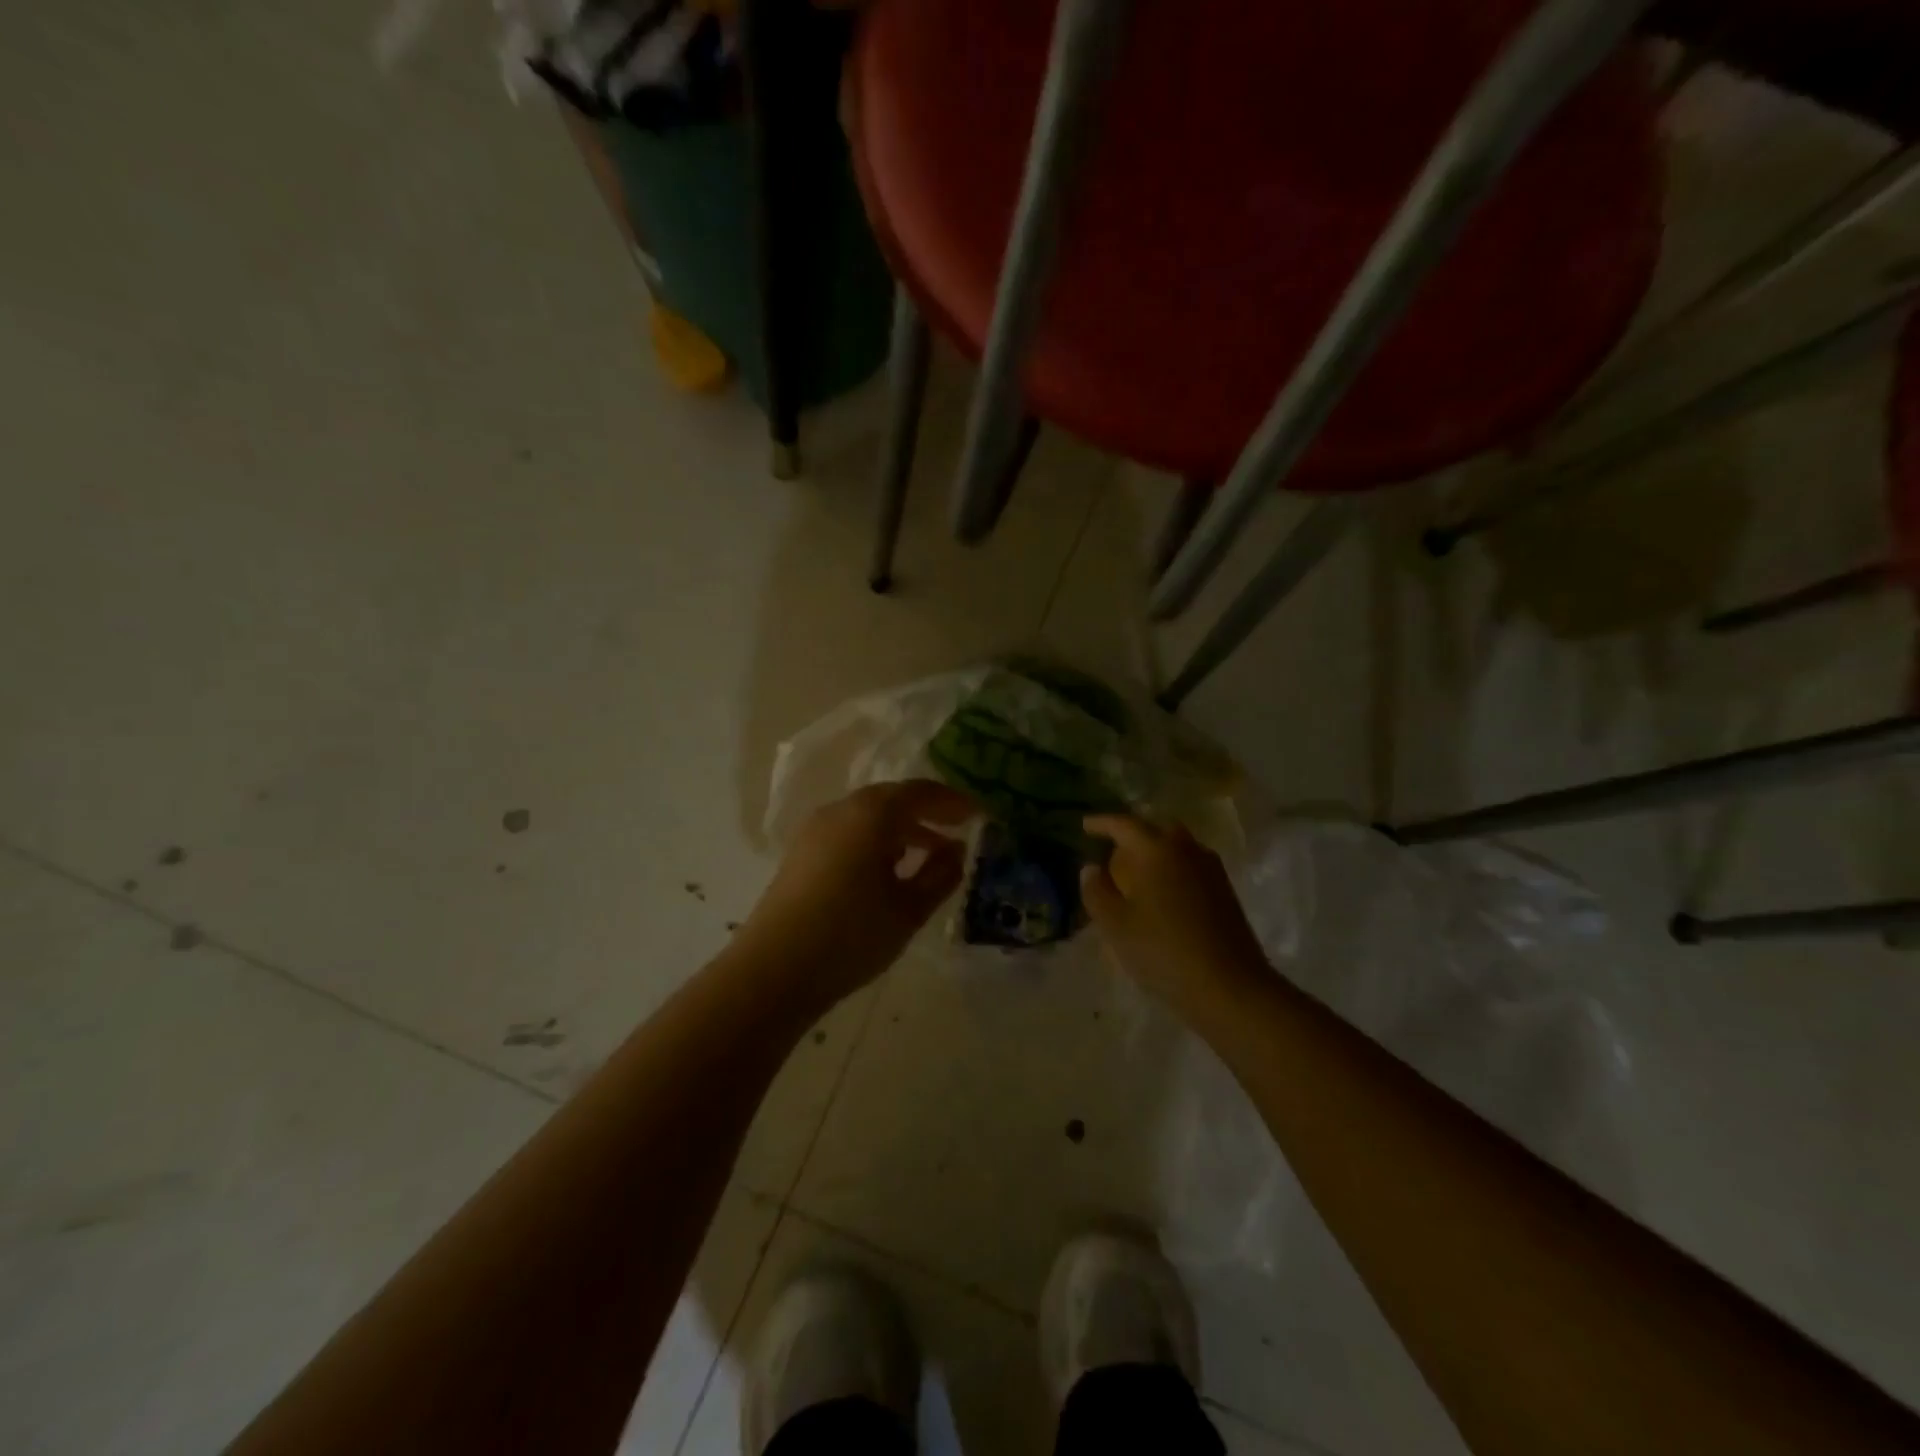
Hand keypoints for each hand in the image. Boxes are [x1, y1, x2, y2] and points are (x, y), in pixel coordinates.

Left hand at [734, 781, 973, 1014]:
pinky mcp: (801, 853)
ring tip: (928, 854)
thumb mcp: (909, 909)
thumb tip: (956, 851)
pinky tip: (887, 870)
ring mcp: (815, 830)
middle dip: (926, 812)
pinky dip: (875, 840)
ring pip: (868, 816)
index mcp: (871, 814)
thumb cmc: (852, 934)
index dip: (952, 801)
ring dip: (901, 828)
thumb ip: (940, 875)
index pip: (920, 792)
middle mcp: (841, 810)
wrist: (774, 969)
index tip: (978, 814)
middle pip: (891, 799)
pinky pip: (848, 832)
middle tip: (956, 829)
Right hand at [1080, 815, 1268, 1016]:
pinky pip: (1191, 865)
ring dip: (1155, 852)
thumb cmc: (1163, 951)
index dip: (1102, 823)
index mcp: (1156, 850)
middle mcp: (1186, 849)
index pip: (1124, 824)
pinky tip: (1162, 892)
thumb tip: (1090, 868)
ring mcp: (1210, 869)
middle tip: (1113, 850)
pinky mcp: (1225, 890)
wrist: (1230, 986)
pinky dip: (1172, 868)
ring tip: (1136, 873)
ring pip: (1177, 846)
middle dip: (1133, 834)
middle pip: (1156, 829)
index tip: (1085, 825)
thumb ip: (1097, 891)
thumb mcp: (1115, 925)